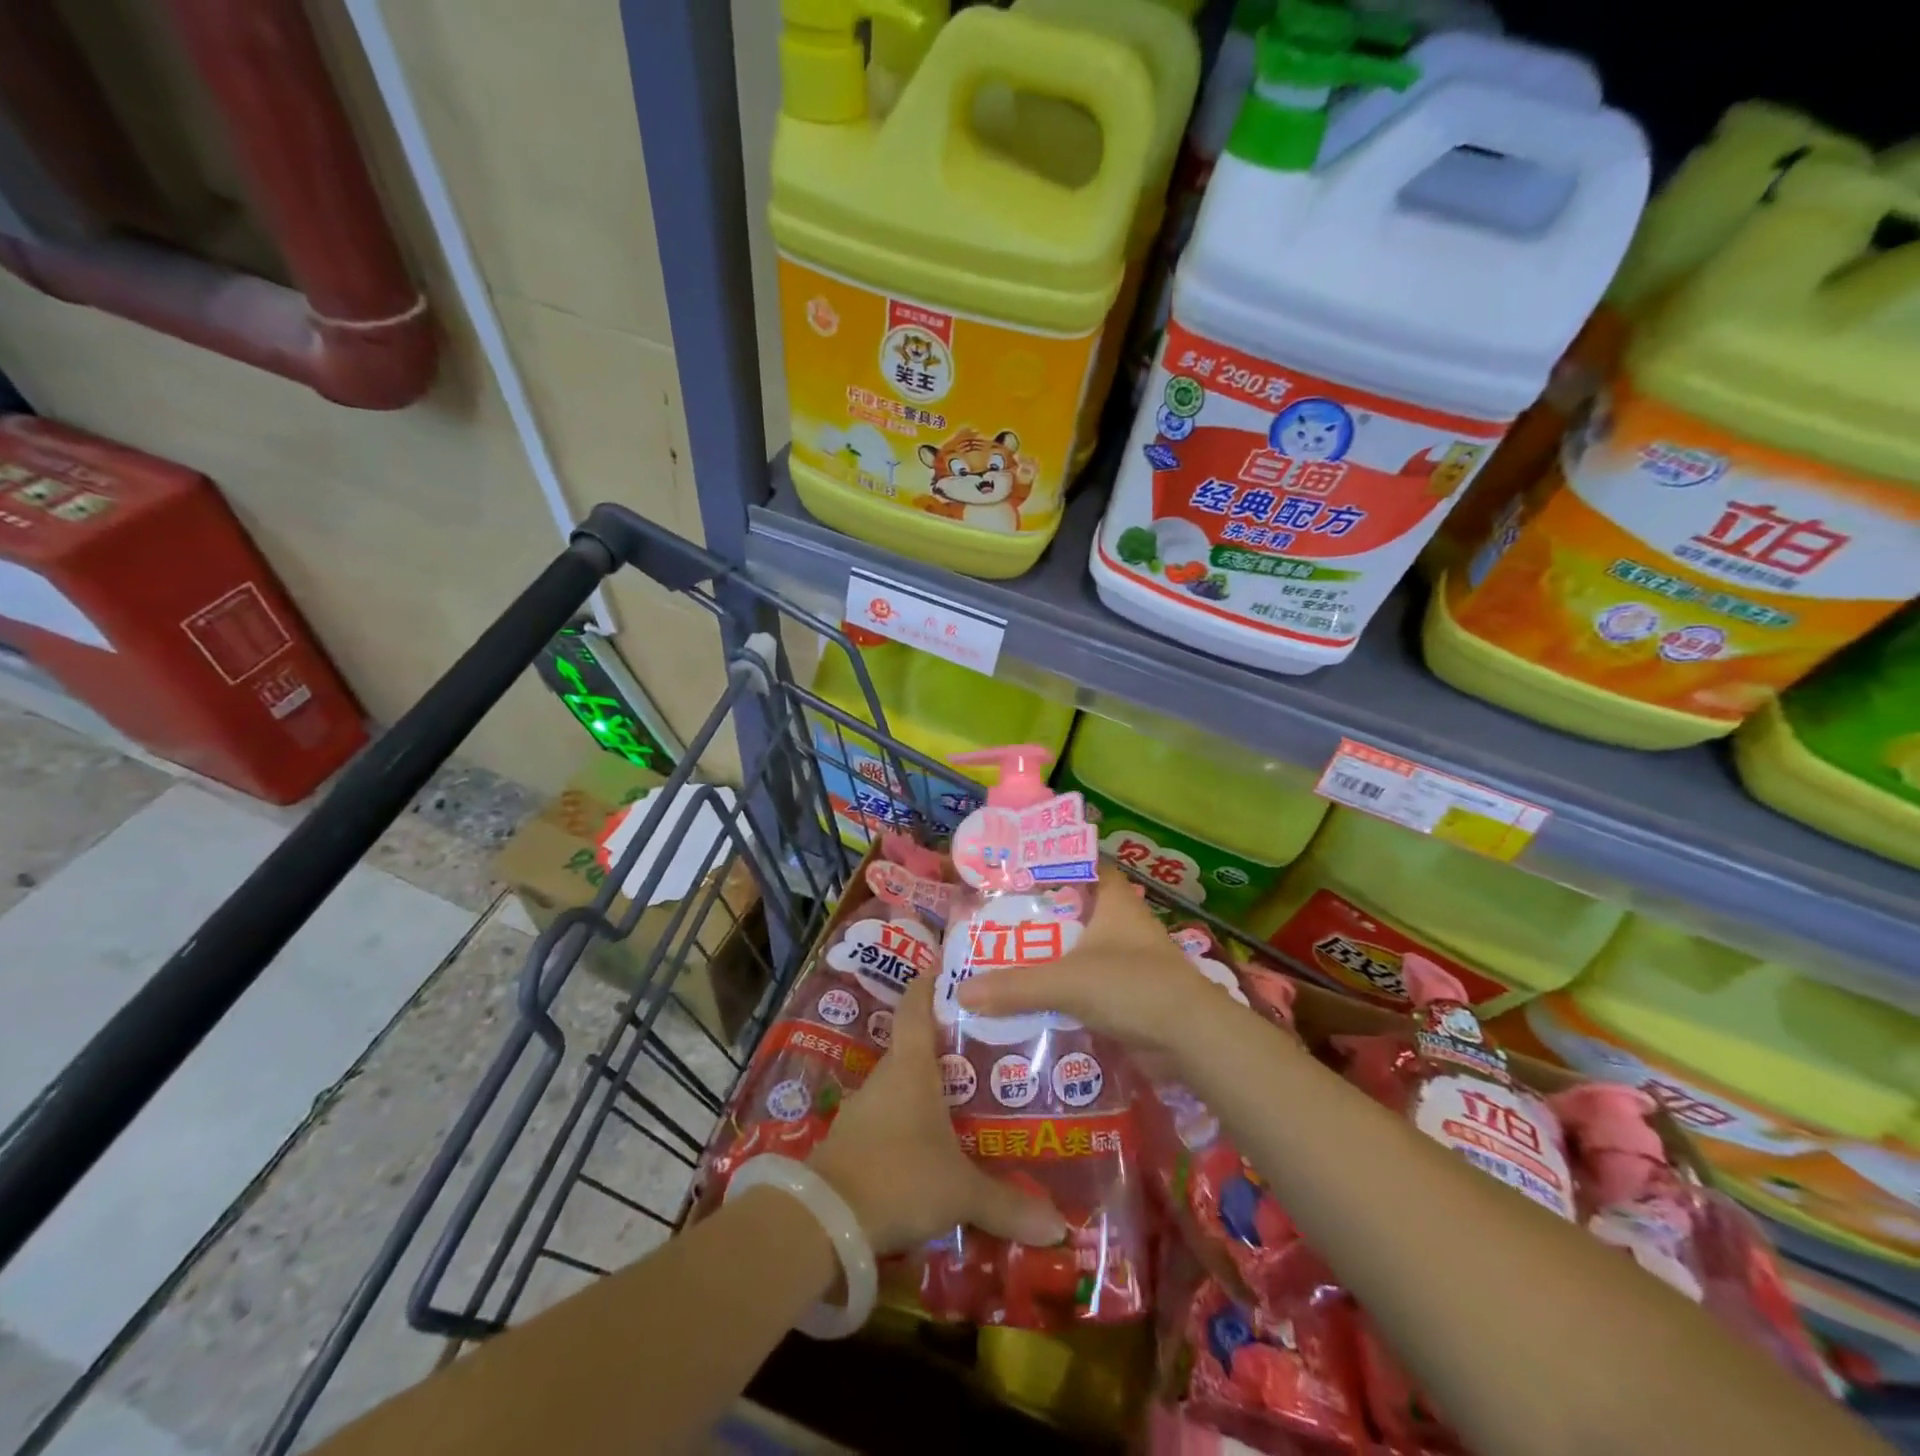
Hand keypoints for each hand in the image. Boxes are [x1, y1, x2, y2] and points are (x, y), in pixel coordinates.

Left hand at [808, 974, 1066, 1254]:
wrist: (823, 1223)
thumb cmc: (899, 1179)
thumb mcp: (960, 1192)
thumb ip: (1008, 1205)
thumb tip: (1061, 1228)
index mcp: (911, 1067)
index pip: (916, 1006)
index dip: (930, 982)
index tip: (950, 967)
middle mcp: (886, 1078)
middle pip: (915, 1045)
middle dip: (946, 1044)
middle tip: (985, 1046)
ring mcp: (864, 1108)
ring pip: (901, 1085)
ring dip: (928, 1087)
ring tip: (966, 1096)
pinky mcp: (852, 1140)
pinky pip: (888, 1118)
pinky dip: (910, 1122)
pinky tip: (931, 1143)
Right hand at [955, 865, 1249, 1057]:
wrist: (1193, 1039)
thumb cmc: (1133, 986)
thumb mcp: (1067, 981)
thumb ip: (1015, 986)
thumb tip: (961, 991)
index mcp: (1115, 900)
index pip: (1084, 865)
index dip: (1054, 864)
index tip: (1018, 871)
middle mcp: (1124, 923)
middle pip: (1077, 909)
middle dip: (1042, 916)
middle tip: (999, 920)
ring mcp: (1130, 959)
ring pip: (1082, 948)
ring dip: (1053, 955)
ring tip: (1008, 958)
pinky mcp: (1132, 994)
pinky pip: (1090, 983)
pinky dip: (1066, 989)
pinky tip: (1035, 998)